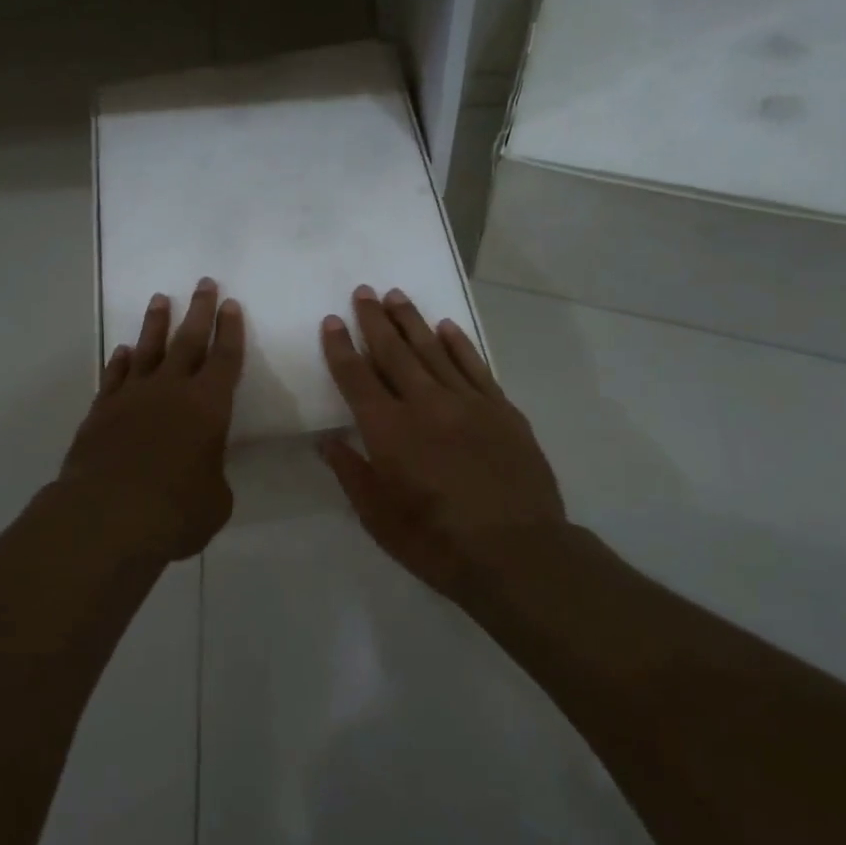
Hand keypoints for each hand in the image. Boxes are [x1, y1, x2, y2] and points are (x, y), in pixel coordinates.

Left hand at [59, 278, 243, 560]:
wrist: (107, 516)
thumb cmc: (176, 511)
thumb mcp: (214, 500)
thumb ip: (212, 476)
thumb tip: (202, 472)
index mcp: (208, 406)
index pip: (225, 358)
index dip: (230, 331)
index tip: (231, 304)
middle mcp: (171, 391)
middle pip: (188, 340)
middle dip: (199, 310)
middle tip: (204, 283)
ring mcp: (132, 397)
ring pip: (147, 349)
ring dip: (156, 323)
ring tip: (159, 299)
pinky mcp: (101, 412)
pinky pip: (114, 376)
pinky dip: (120, 361)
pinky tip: (123, 351)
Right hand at [319, 285, 572, 599]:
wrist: (518, 553)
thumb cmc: (437, 543)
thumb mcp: (379, 518)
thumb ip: (351, 473)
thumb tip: (326, 441)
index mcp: (389, 431)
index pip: (356, 378)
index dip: (341, 348)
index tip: (332, 321)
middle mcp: (425, 405)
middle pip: (394, 352)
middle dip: (374, 320)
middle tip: (363, 291)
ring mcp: (467, 403)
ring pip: (433, 349)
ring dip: (412, 321)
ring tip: (396, 296)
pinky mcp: (501, 410)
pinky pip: (475, 366)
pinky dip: (458, 343)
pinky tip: (446, 326)